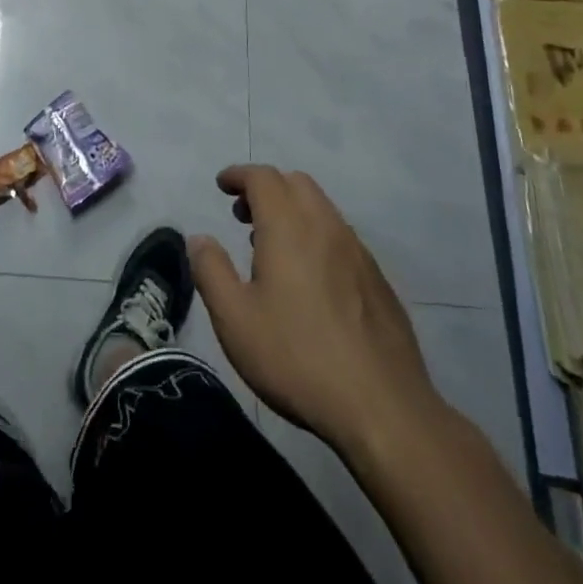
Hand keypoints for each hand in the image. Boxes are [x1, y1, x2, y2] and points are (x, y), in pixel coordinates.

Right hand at [190, 165, 441, 456]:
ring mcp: (358, 252)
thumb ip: (211, 271)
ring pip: (322, 208)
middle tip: (243, 215)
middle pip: (296, 183)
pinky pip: (341, 237)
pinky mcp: (378, 280)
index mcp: (289, 227)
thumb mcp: (235, 319)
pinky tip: (309, 279)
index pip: (263, 177)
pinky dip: (316, 235)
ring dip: (292, 211)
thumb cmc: (297, 358)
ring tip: (271, 248)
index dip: (239, 175)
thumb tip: (200, 239)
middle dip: (266, 188)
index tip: (222, 185)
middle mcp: (326, 227)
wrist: (383, 408)